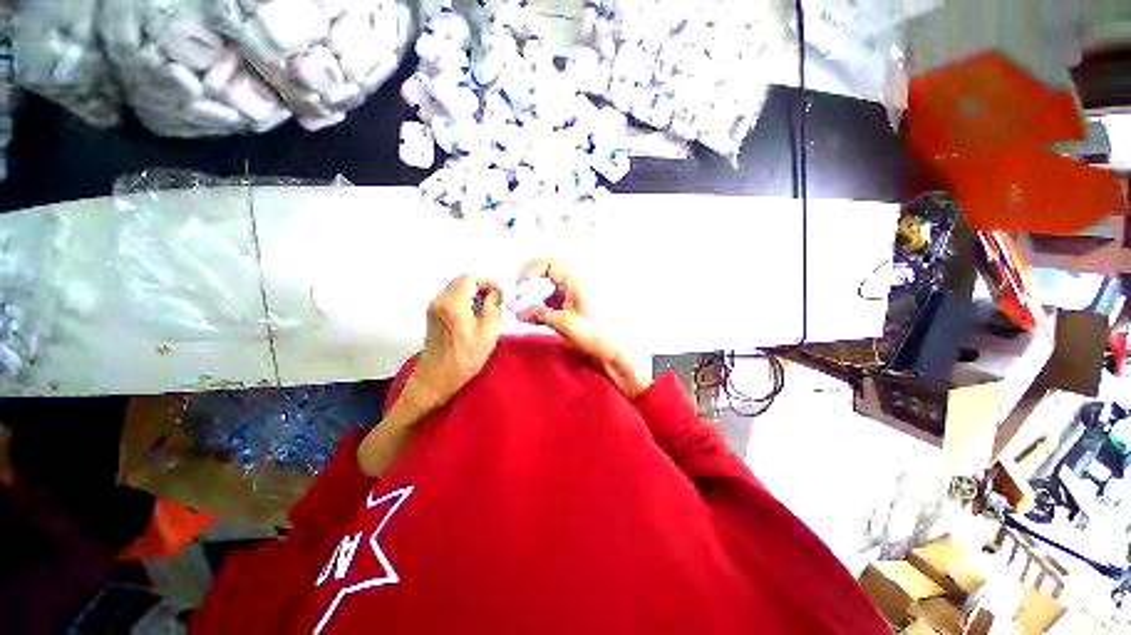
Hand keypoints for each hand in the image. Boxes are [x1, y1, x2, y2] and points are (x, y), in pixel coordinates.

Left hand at [410, 274, 502, 409]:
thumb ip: (493, 308)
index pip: (470, 278)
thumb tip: (496, 294)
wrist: (436, 378)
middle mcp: (439, 300)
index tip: (499, 294)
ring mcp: (433, 307)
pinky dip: (464, 300)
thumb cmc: (465, 358)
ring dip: (473, 294)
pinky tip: (473, 315)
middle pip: (462, 281)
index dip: (487, 282)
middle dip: (481, 287)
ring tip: (486, 309)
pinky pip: (451, 298)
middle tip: (495, 301)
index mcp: (453, 304)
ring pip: (456, 289)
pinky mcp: (432, 314)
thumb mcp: (488, 334)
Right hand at [516, 259, 648, 398]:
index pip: (549, 262)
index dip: (530, 269)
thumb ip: (539, 314)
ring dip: (533, 296)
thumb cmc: (596, 335)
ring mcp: (573, 294)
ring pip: (547, 287)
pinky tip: (533, 317)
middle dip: (529, 284)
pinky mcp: (571, 305)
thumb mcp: (564, 323)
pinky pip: (551, 299)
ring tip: (523, 310)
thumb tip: (518, 311)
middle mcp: (574, 283)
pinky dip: (540, 306)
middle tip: (518, 298)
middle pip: (545, 273)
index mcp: (576, 280)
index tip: (519, 286)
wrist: (613, 351)